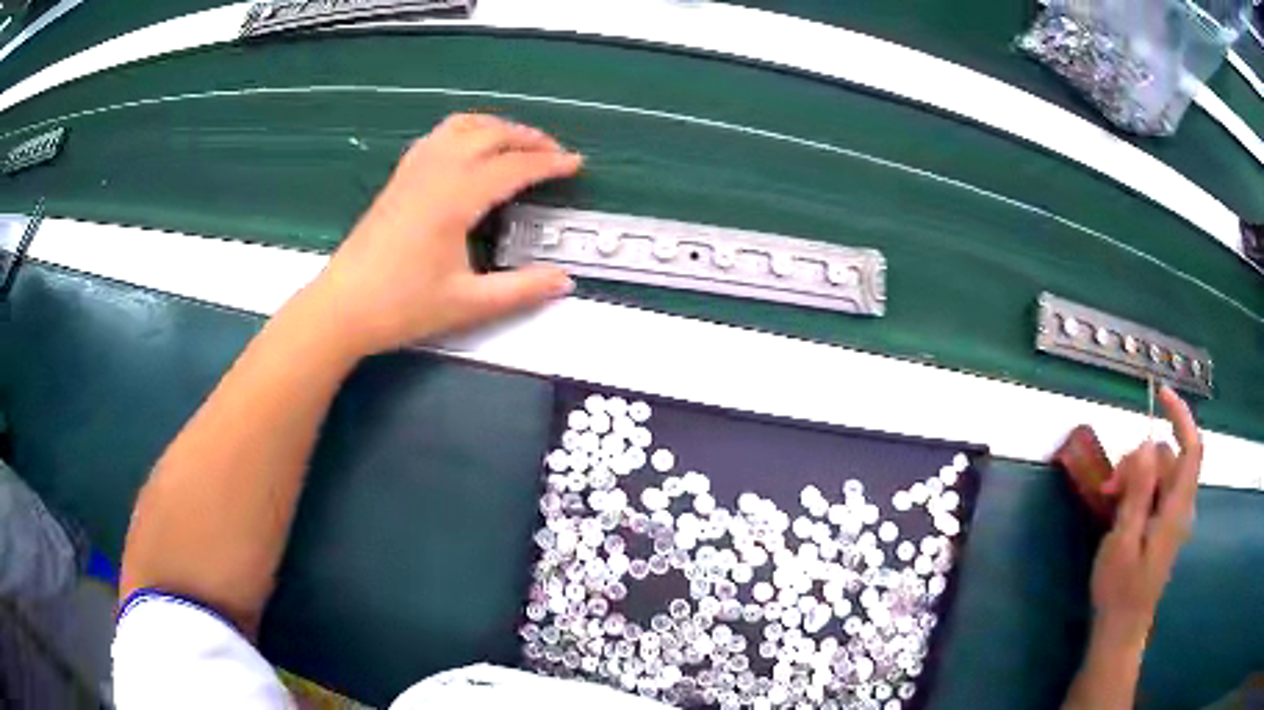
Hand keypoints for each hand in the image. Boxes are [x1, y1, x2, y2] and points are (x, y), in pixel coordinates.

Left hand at [303, 113, 580, 356]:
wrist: (342, 307)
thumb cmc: (401, 306)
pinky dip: (465, 131)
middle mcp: (436, 172)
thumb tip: (563, 281)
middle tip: (553, 153)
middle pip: (490, 134)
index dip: (549, 163)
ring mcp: (413, 171)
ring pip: (461, 126)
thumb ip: (520, 290)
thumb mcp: (467, 304)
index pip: (513, 166)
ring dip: (496, 126)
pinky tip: (469, 148)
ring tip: (517, 142)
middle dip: (528, 137)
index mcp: (455, 198)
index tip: (575, 164)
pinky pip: (438, 136)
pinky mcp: (399, 178)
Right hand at [1089, 385, 1201, 644]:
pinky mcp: (1163, 526)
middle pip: (1170, 459)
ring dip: (1136, 474)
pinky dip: (1138, 488)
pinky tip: (1118, 505)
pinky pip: (1156, 490)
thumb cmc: (1120, 590)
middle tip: (1110, 484)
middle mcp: (1180, 506)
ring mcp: (1172, 517)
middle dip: (1141, 458)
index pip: (1191, 448)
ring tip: (1109, 497)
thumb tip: (1148, 443)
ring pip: (1161, 473)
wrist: (1121, 629)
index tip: (1160, 394)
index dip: (1181, 415)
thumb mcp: (1122, 541)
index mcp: (1175, 508)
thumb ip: (1138, 492)